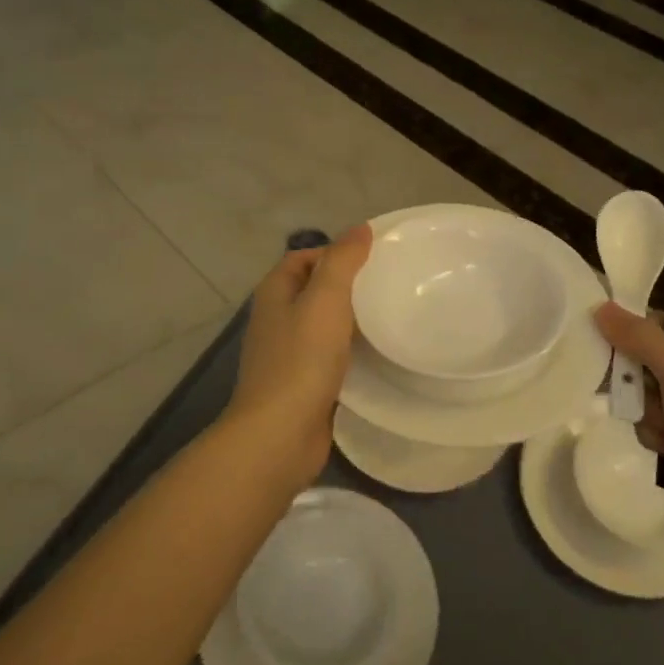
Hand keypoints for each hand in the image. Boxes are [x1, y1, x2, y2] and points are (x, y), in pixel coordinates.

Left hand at [225, 226, 373, 485]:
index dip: (334, 252)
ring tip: (388, 316)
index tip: (373, 259)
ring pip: (322, 325)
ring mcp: (286, 354)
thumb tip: (360, 229)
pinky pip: (327, 357)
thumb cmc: (301, 359)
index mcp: (275, 292)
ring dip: (350, 320)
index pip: (304, 257)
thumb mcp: (326, 298)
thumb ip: (343, 260)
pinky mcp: (300, 385)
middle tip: (387, 286)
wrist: (280, 435)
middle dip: (347, 286)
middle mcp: (276, 319)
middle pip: (314, 289)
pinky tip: (375, 356)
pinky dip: (348, 352)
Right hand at [594, 305, 663, 558]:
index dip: (642, 340)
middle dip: (647, 387)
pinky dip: (660, 436)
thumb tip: (601, 306)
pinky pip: (659, 423)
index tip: (622, 356)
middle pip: (656, 361)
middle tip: (650, 401)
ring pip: (653, 395)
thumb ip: (641, 339)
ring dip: (652, 415)